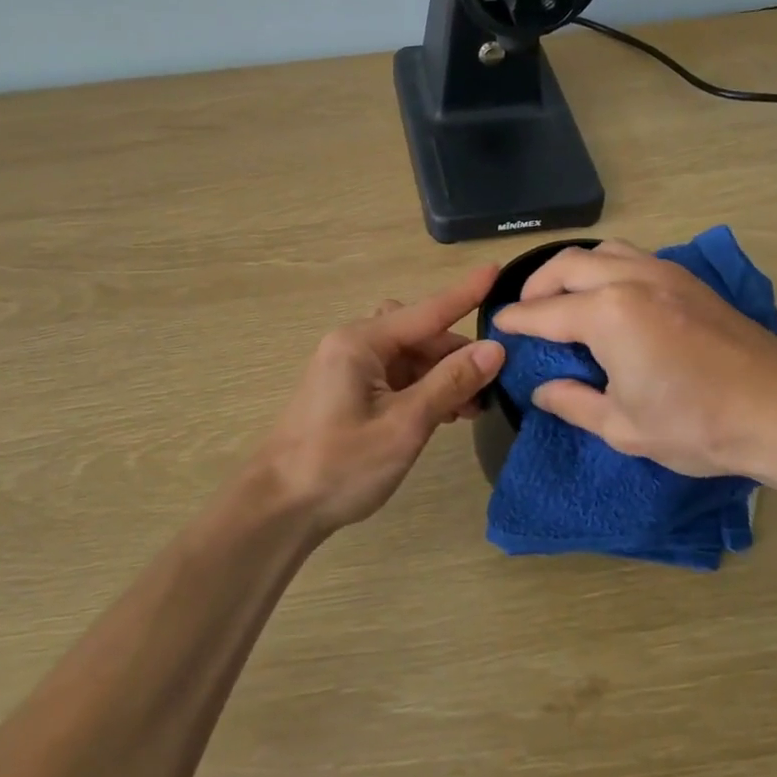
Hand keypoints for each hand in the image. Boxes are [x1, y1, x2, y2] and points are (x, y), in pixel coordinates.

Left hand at [252, 267, 506, 535]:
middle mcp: (353, 346)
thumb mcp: (404, 425)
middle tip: (493, 383)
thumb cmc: (340, 464)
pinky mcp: (349, 394)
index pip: (426, 311)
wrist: (280, 507)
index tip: (496, 269)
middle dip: (456, 353)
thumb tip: (494, 349)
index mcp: (361, 342)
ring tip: (474, 407)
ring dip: (442, 375)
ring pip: (409, 357)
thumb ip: (450, 384)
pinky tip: (446, 414)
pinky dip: (423, 390)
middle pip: (418, 334)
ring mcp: (349, 371)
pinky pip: (396, 378)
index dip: (464, 294)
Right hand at [491, 241, 776, 481]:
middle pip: (568, 265)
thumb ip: (573, 402)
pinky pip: (634, 257)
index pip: (545, 312)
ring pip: (604, 251)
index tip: (498, 324)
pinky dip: (607, 267)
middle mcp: (632, 280)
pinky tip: (612, 297)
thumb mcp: (622, 427)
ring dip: (574, 268)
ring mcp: (666, 274)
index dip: (516, 320)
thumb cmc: (696, 425)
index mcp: (608, 314)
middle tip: (527, 311)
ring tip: (566, 297)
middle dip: (538, 284)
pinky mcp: (691, 281)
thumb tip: (543, 389)